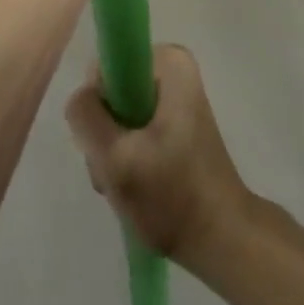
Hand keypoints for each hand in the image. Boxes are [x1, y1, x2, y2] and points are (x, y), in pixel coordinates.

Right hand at [65, 45, 251, 263]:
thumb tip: (81, 99)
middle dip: (105, 133)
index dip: (98, 105)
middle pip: (112, 92)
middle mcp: (173, 70)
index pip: (106, 67)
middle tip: (116, 169)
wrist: (222, 242)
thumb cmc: (172, 197)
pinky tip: (135, 185)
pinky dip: (126, 157)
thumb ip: (85, 117)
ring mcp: (175, 99)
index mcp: (169, 62)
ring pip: (119, 114)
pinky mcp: (175, 125)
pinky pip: (133, 129)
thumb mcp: (115, 158)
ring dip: (113, 150)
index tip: (107, 141)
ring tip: (126, 183)